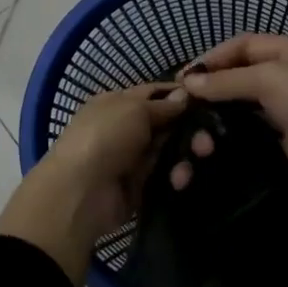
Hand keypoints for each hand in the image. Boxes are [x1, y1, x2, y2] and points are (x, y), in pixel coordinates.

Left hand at [0, 83, 188, 285]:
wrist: (79, 193)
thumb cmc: (105, 137)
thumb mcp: (134, 109)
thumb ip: (162, 105)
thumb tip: (184, 95)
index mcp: (117, 103)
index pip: (154, 93)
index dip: (179, 95)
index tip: (208, 98)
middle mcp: (126, 128)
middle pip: (167, 123)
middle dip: (191, 128)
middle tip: (208, 139)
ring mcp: (132, 158)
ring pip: (170, 150)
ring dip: (186, 153)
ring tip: (198, 158)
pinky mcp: (140, 187)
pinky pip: (165, 176)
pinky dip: (176, 176)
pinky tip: (180, 180)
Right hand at [180, 35, 287, 254]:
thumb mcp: (269, 79)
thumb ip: (228, 80)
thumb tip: (189, 83)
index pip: (245, 44)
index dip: (215, 56)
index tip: (186, 75)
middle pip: (244, 72)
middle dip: (215, 82)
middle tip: (184, 99)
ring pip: (247, 100)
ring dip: (222, 106)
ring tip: (194, 118)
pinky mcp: (286, 136)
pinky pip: (253, 126)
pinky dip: (233, 128)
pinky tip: (213, 135)